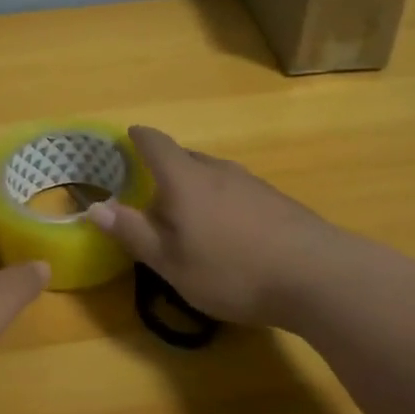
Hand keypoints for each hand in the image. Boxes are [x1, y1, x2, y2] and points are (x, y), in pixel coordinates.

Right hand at [87, 126, 344, 329]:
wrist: (319, 276)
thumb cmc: (232, 269)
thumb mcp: (171, 261)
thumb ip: (133, 232)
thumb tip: (95, 208)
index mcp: (185, 179)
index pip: (155, 143)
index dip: (138, 138)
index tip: (127, 138)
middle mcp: (217, 170)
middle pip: (184, 159)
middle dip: (164, 172)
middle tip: (151, 197)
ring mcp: (251, 183)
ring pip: (212, 176)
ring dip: (195, 190)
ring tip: (189, 220)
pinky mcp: (276, 201)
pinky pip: (236, 192)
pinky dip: (221, 204)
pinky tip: (229, 235)